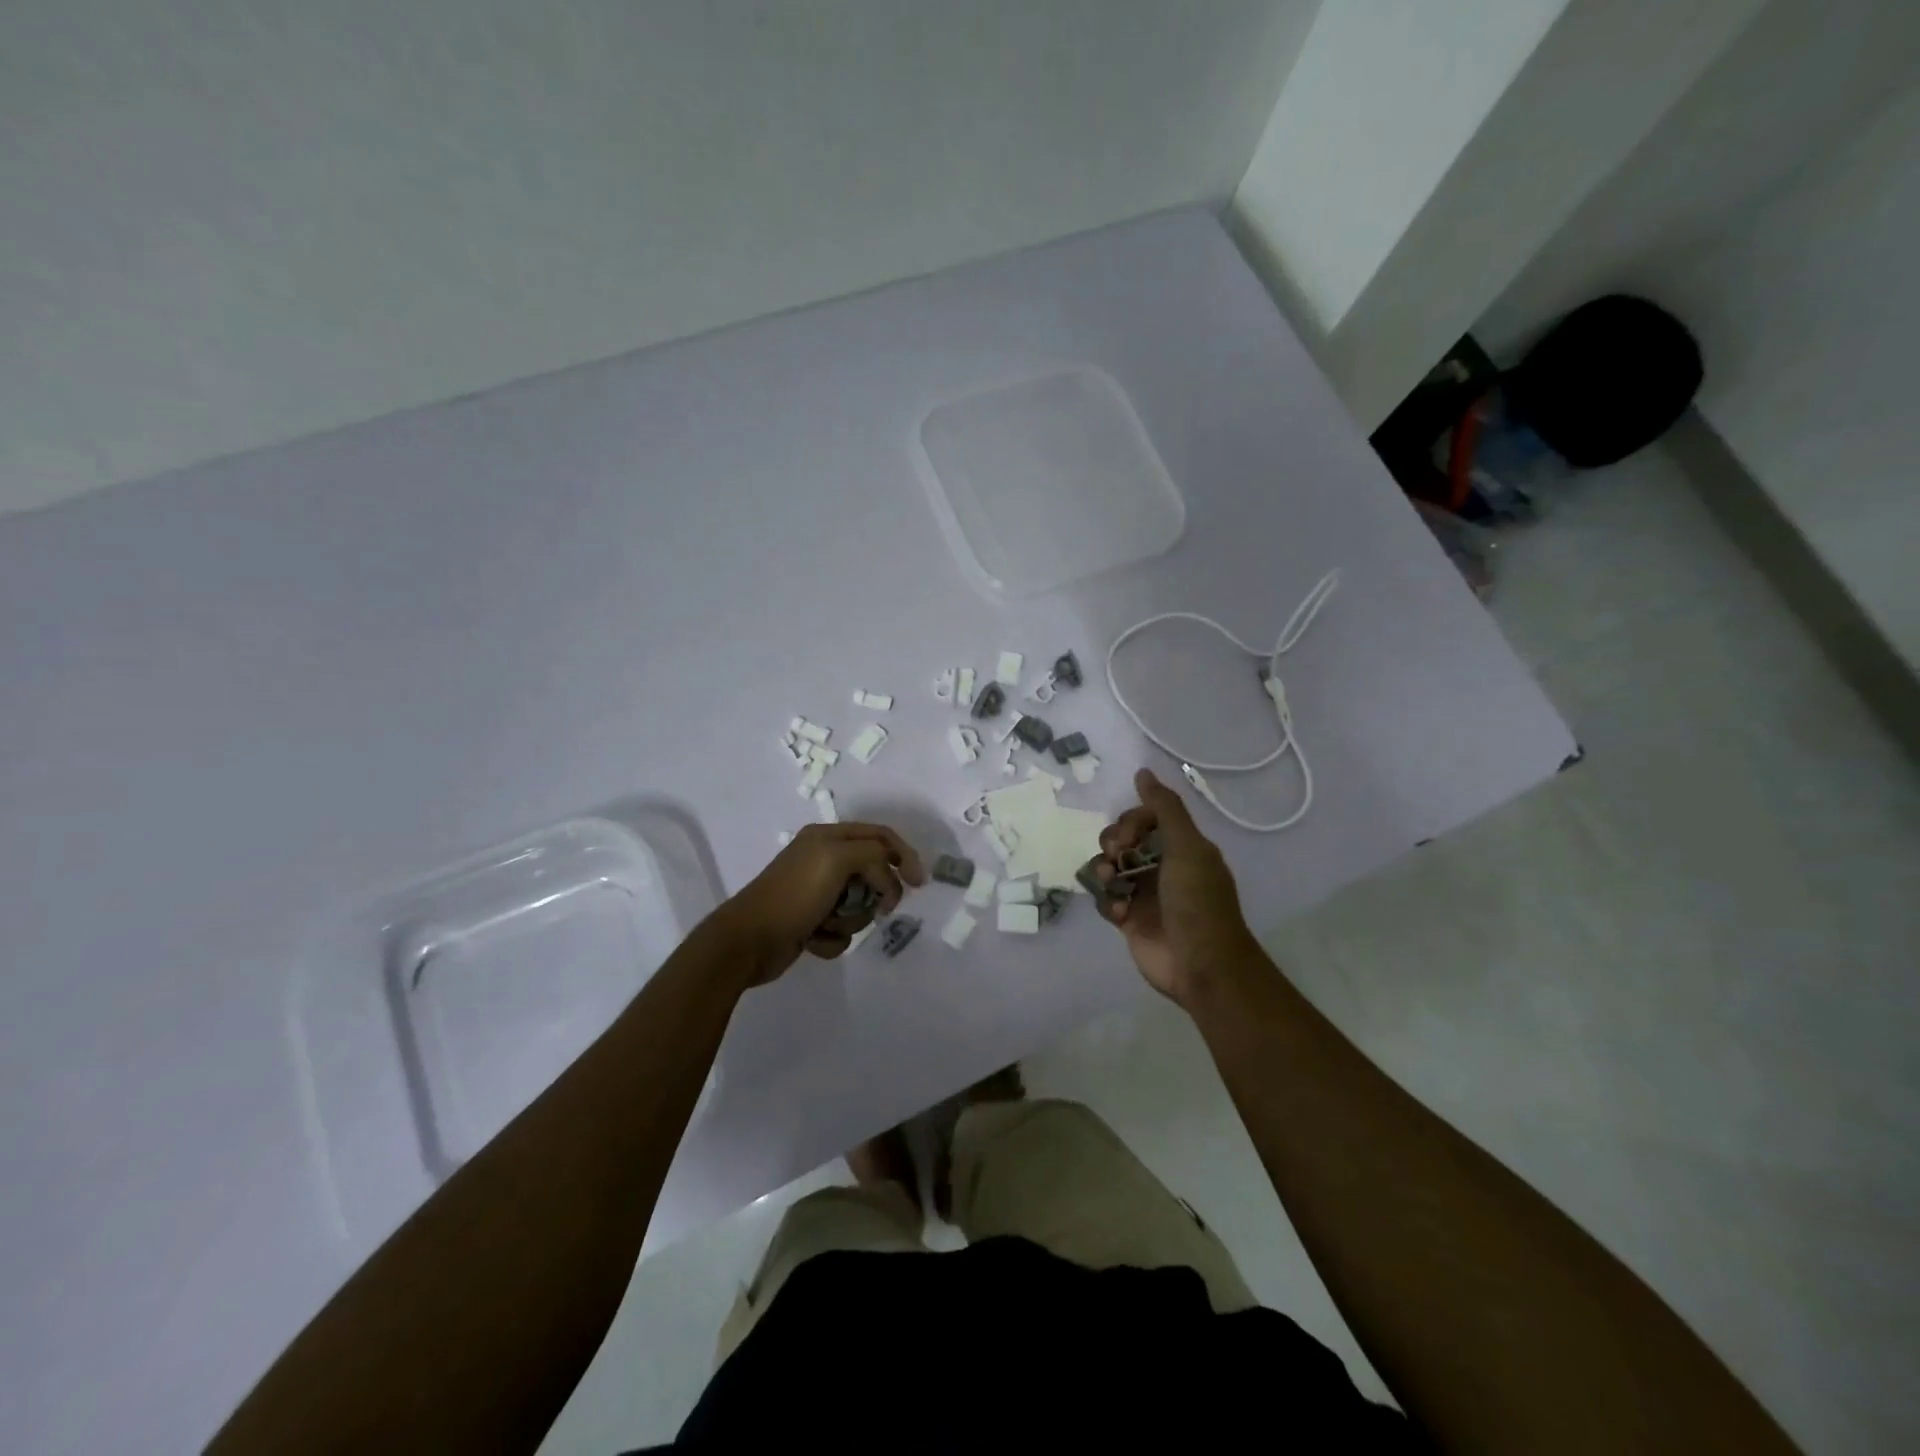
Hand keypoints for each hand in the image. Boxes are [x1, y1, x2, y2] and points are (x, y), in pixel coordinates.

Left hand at [720, 822, 925, 983]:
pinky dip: (832, 938)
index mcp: (828, 837)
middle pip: (873, 874)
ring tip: (827, 924)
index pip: (879, 836)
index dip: (903, 855)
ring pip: (860, 905)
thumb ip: (873, 855)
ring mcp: (817, 893)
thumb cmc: (794, 896)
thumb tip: (887, 879)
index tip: (919, 883)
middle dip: (875, 894)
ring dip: (851, 920)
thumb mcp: (837, 859)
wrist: (748, 941)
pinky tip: (812, 939)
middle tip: (879, 908)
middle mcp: (824, 860)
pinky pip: (842, 930)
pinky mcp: (811, 922)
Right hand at [1095, 769, 1261, 1006]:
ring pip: (1110, 867)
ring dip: (1104, 870)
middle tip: (1117, 858)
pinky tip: (1120, 912)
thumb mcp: (1187, 847)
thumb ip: (1165, 808)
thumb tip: (1143, 772)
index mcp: (1181, 847)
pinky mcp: (1129, 919)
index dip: (1131, 821)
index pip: (1145, 818)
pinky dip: (1107, 901)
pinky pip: (1106, 898)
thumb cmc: (1197, 902)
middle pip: (1123, 839)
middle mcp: (1162, 866)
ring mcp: (1144, 893)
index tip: (1128, 837)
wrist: (1200, 964)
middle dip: (1113, 843)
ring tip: (1111, 884)